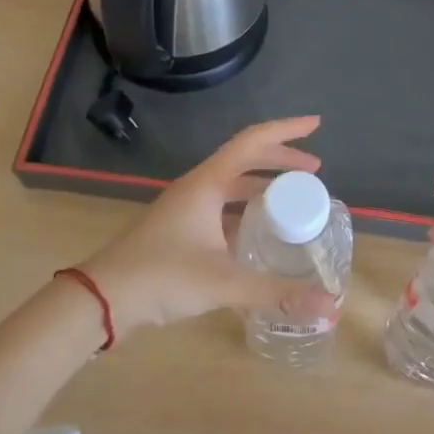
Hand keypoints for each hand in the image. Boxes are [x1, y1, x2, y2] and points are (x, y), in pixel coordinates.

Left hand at [79, 116, 337, 338]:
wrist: (103, 298)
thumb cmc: (163, 278)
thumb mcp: (225, 283)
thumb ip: (278, 293)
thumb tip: (331, 307)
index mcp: (207, 184)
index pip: (253, 141)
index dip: (286, 130)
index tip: (316, 126)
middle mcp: (197, 187)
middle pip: (245, 159)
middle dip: (281, 161)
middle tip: (314, 172)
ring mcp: (186, 208)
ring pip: (232, 184)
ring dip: (263, 185)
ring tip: (293, 200)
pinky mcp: (180, 229)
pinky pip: (222, 207)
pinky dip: (246, 210)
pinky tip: (260, 234)